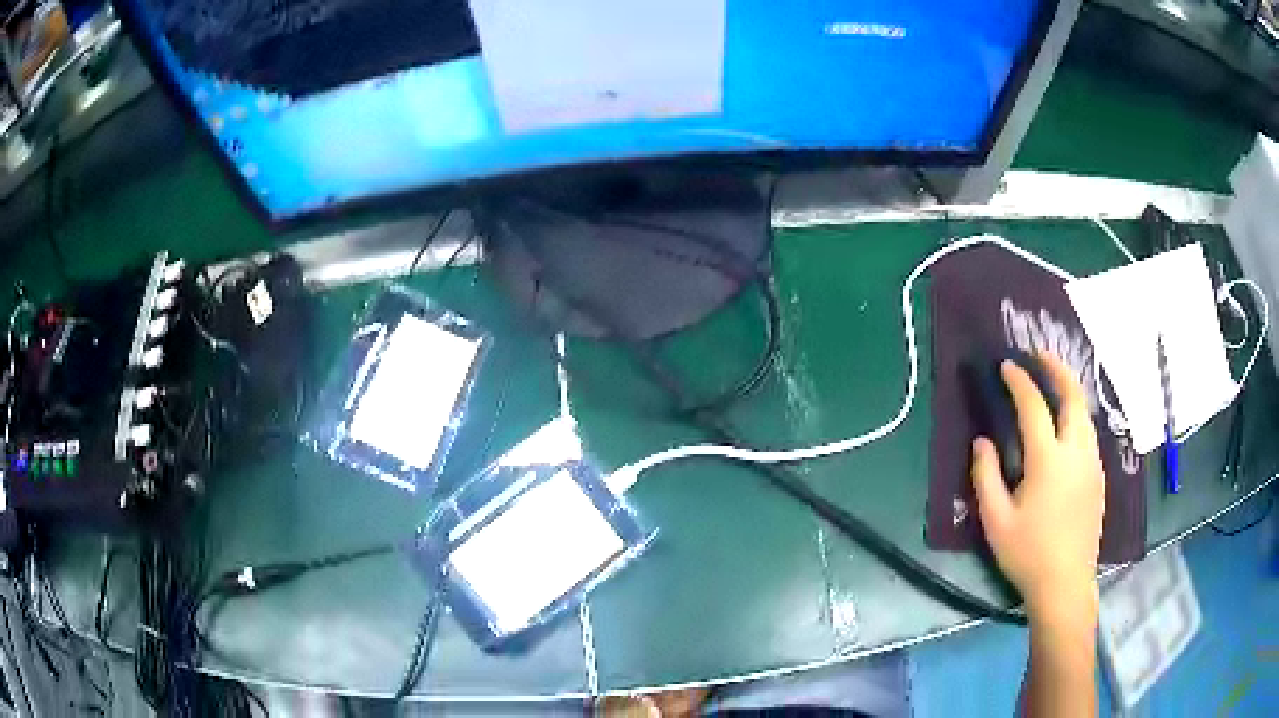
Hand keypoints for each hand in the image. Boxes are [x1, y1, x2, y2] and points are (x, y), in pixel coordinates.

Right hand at [970, 351, 1105, 623]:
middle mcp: (1076, 452)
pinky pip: (1089, 435)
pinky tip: (1065, 428)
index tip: (1007, 365)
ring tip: (1054, 384)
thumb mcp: (996, 520)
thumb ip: (986, 475)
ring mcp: (1092, 463)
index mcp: (1048, 460)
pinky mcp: (1099, 477)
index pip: (1034, 406)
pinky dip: (1076, 417)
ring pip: (1085, 414)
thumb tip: (982, 441)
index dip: (1020, 381)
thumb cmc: (1027, 554)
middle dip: (1057, 369)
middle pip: (1073, 397)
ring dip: (1069, 392)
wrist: (1065, 583)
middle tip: (1040, 356)